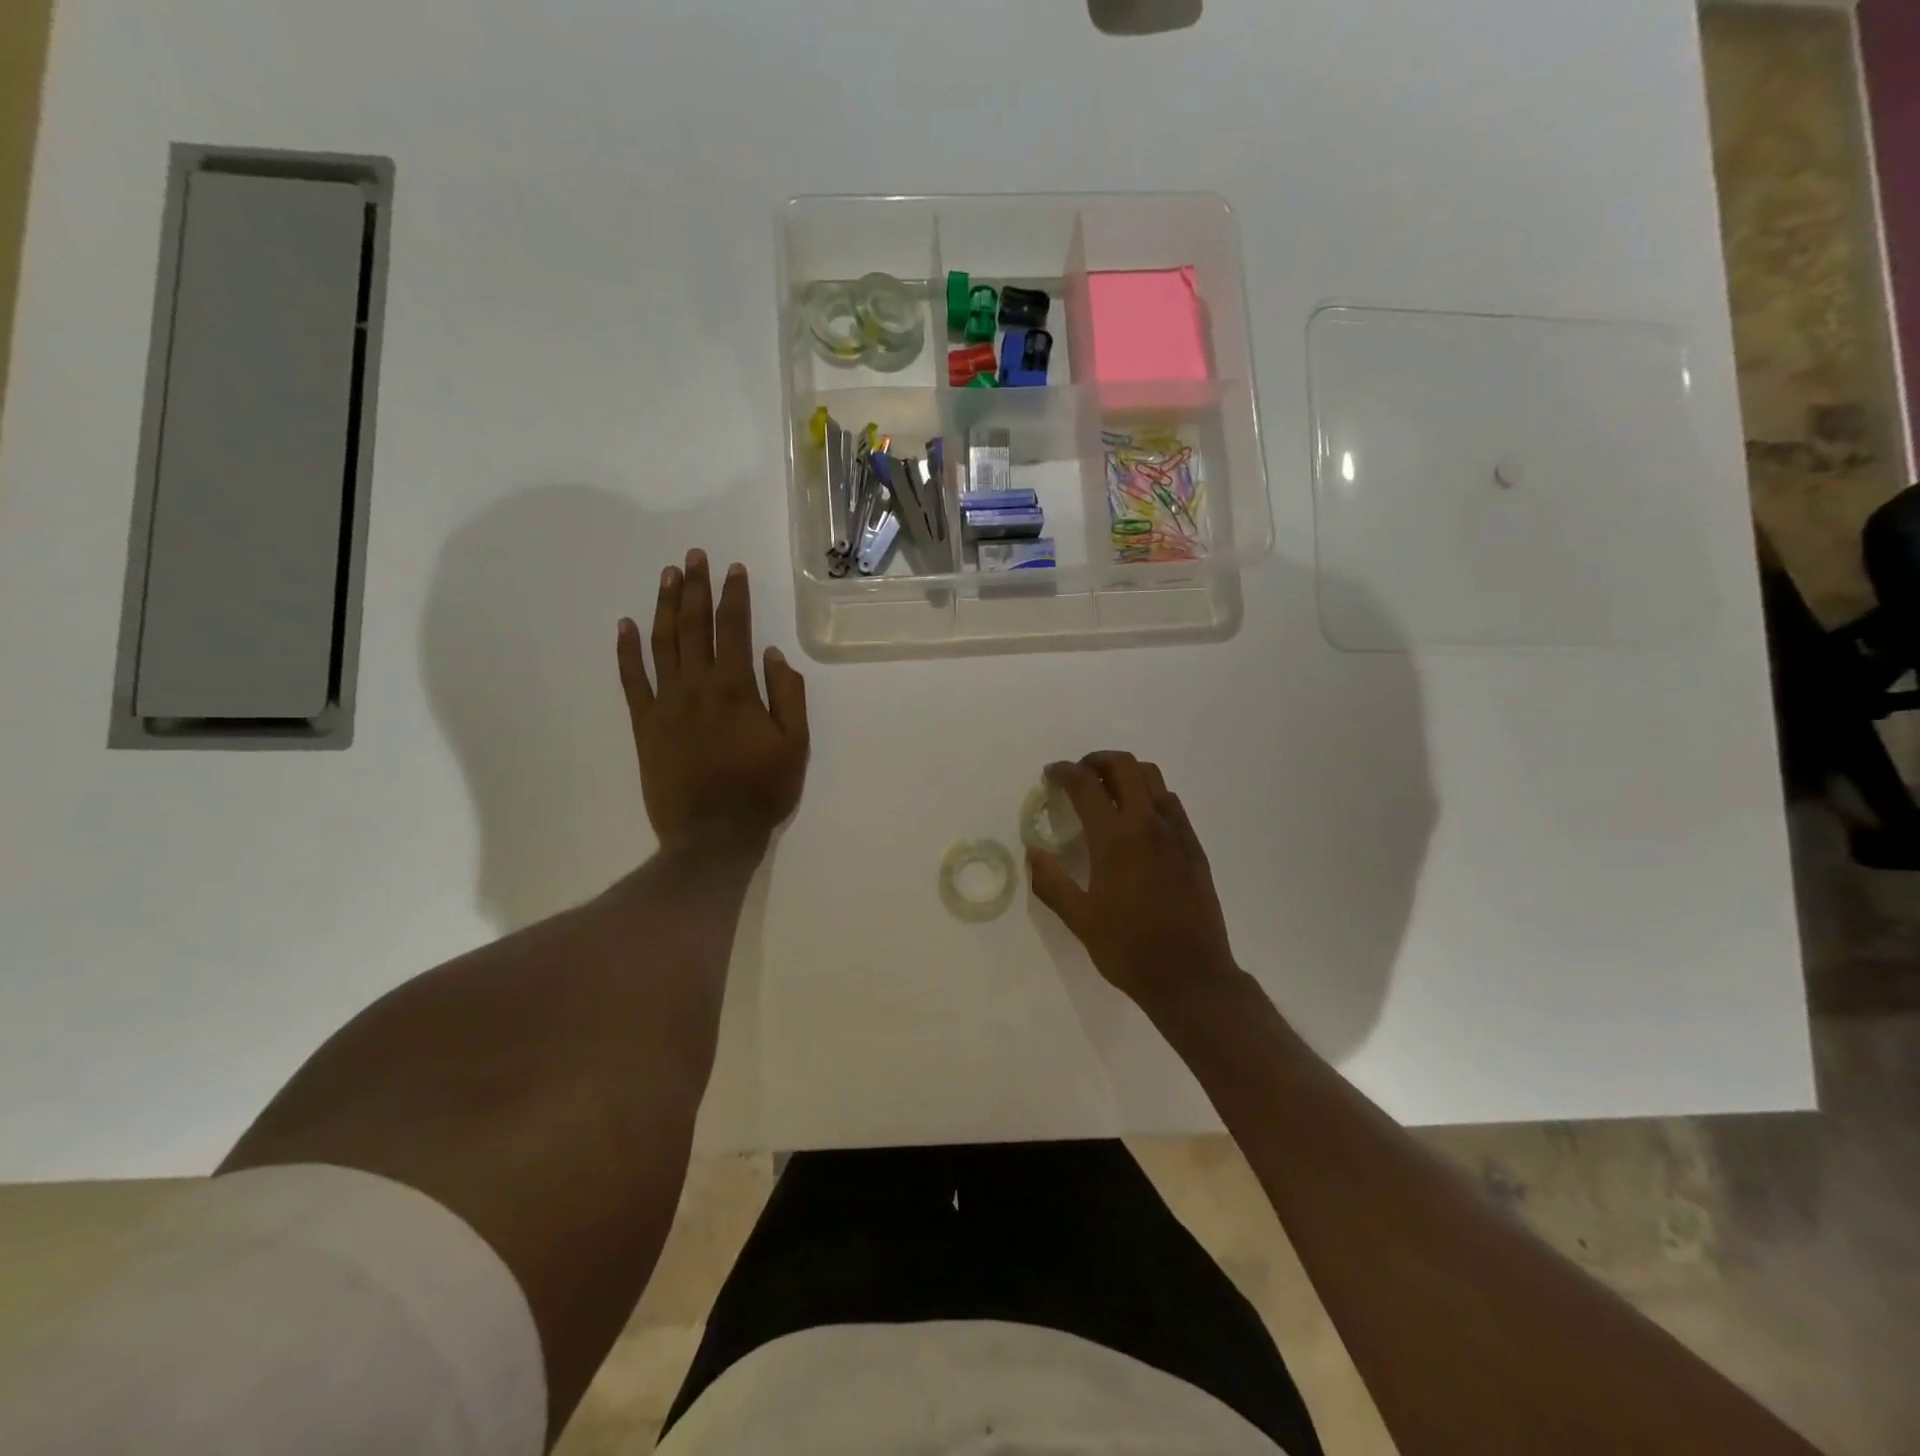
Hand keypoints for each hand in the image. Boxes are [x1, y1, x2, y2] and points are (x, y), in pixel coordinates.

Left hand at [616, 549, 809, 854]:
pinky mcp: (645, 724)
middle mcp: (698, 686)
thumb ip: (787, 696)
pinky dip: (627, 650)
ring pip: (663, 643)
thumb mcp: (796, 745)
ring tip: (668, 576)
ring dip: (666, 606)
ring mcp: (666, 703)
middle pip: (695, 626)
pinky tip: (627, 625)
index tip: (734, 569)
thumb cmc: (761, 791)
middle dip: (696, 588)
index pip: (735, 629)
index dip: (735, 596)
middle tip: (694, 557)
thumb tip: (774, 654)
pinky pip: (632, 680)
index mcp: (737, 689)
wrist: (712, 835)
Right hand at [1028, 751, 1238, 1010]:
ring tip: (1108, 791)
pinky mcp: (1194, 847)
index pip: (1086, 785)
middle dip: (1097, 760)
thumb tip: (1034, 852)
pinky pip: (1171, 802)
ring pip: (1153, 777)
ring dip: (1126, 773)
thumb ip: (1051, 882)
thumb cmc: (1129, 949)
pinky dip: (1149, 794)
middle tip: (1079, 774)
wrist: (1192, 977)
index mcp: (1116, 839)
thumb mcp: (1079, 920)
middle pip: (1124, 766)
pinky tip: (1138, 820)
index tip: (1051, 773)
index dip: (1064, 772)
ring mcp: (1177, 833)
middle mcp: (1148, 824)